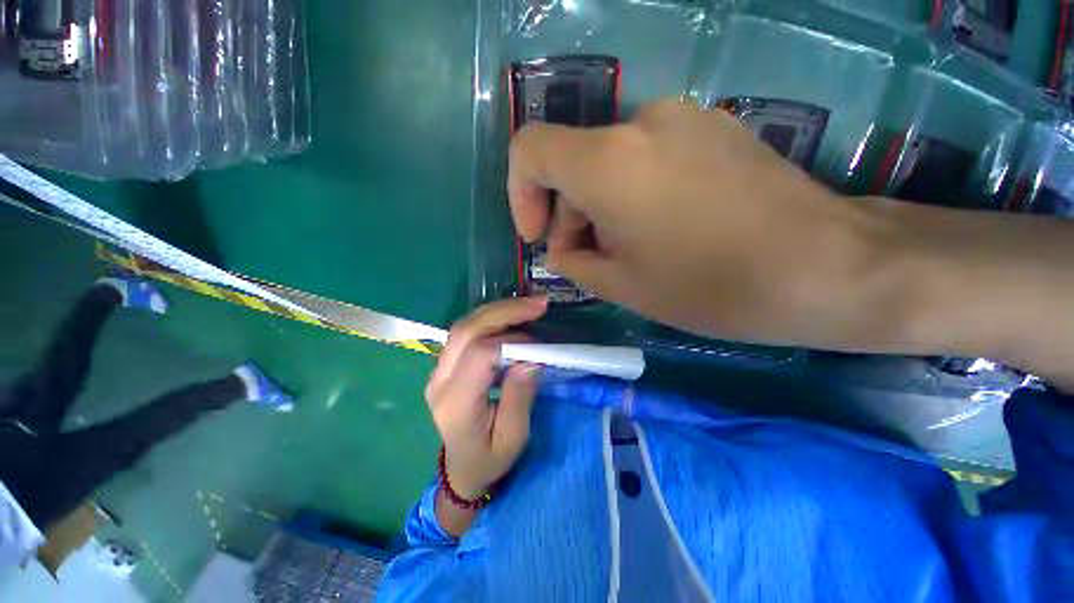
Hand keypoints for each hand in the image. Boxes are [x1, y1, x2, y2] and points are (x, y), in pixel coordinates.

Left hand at [425, 297, 546, 498]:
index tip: (539, 343)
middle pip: (466, 330)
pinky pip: (466, 332)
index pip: (479, 355)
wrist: (461, 469)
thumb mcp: (513, 437)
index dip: (511, 341)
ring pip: (464, 325)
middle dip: (504, 311)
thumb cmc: (489, 459)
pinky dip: (491, 319)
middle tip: (538, 304)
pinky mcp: (444, 365)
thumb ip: (520, 396)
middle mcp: (439, 381)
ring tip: (529, 306)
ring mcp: (437, 370)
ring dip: (497, 310)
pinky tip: (511, 316)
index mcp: (455, 403)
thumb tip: (530, 358)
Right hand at [508, 99, 872, 348]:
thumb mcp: (620, 285)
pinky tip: (663, 228)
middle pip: (573, 162)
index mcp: (607, 162)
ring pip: (610, 161)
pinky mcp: (712, 128)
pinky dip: (634, 191)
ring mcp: (682, 118)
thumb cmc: (709, 286)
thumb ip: (573, 261)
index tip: (539, 235)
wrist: (826, 267)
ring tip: (630, 250)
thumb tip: (561, 247)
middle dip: (570, 214)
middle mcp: (639, 123)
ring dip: (602, 206)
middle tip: (590, 259)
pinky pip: (646, 156)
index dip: (521, 193)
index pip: (530, 149)